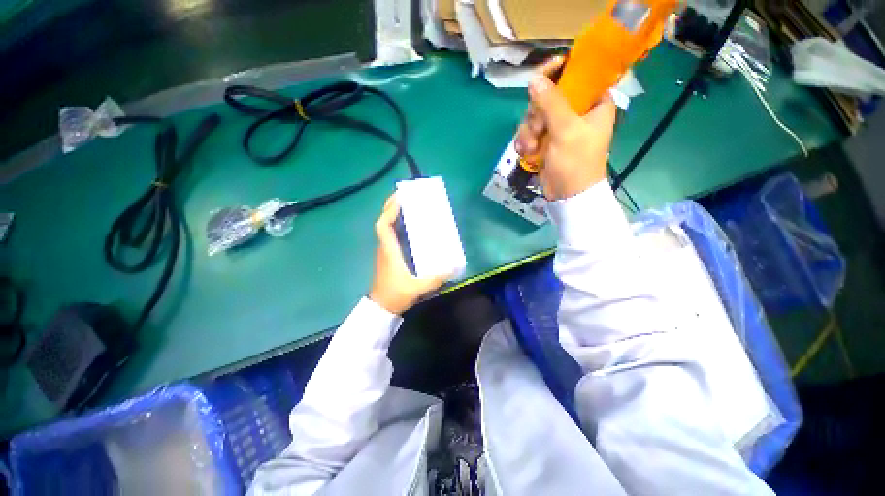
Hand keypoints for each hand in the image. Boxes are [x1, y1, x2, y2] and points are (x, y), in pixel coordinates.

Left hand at [368, 194, 448, 314]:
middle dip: (392, 206)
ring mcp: (385, 251)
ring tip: (408, 206)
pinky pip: (391, 235)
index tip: (400, 197)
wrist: (382, 308)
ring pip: (386, 228)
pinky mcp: (388, 256)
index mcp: (389, 251)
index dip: (389, 210)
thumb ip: (436, 279)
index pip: (383, 226)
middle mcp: (385, 247)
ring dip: (394, 215)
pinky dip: (397, 226)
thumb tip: (454, 267)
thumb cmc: (395, 295)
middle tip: (405, 196)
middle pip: (384, 222)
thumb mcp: (417, 288)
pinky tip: (409, 226)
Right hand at [514, 57, 616, 200]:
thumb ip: (551, 102)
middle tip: (538, 129)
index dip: (559, 71)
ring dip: (528, 132)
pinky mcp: (546, 141)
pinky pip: (530, 131)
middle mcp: (576, 111)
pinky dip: (526, 142)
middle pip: (549, 96)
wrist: (567, 195)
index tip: (540, 75)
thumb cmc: (576, 162)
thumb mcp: (566, 130)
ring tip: (531, 148)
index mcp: (594, 102)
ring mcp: (559, 127)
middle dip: (537, 114)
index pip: (578, 74)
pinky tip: (527, 153)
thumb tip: (534, 79)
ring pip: (535, 115)